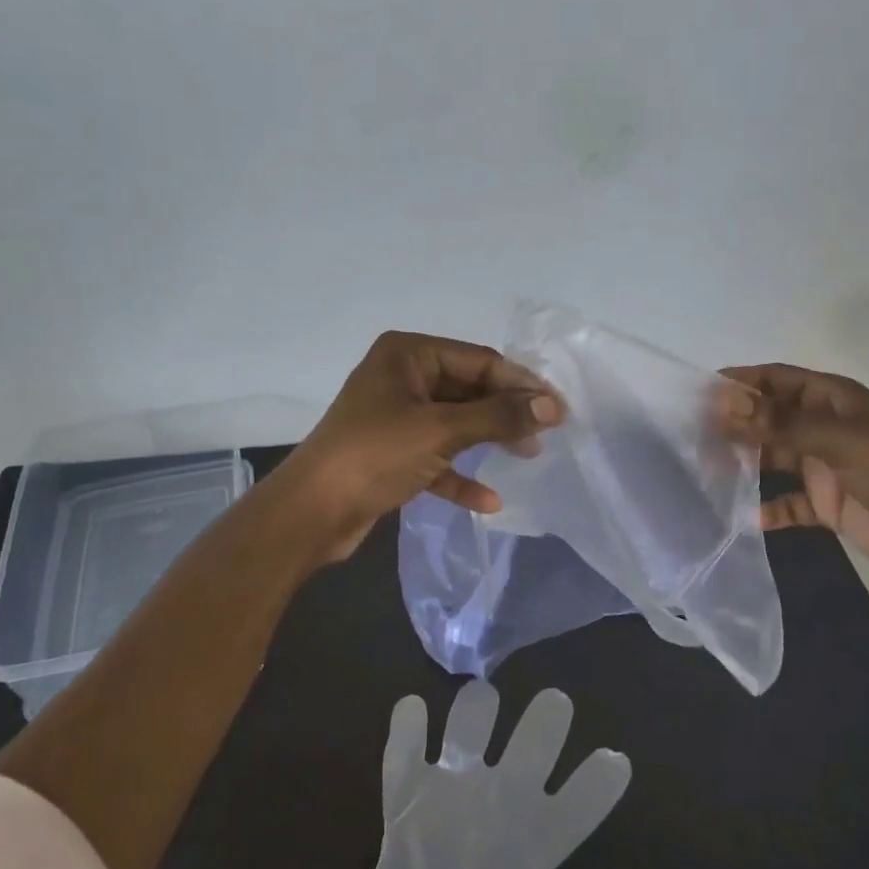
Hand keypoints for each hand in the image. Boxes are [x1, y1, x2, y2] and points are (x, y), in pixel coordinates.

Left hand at [276, 331, 563, 561]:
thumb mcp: (441, 431)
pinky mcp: (392, 453)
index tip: (558, 408)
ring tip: (528, 457)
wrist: (310, 514)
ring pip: (455, 423)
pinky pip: (437, 456)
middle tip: (547, 433)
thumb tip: (553, 407)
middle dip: (506, 412)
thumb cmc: (375, 455)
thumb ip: (500, 417)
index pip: (478, 360)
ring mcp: (395, 416)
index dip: (520, 384)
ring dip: (489, 440)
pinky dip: (460, 475)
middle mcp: (402, 377)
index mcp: (407, 354)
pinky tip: (489, 502)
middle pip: (469, 390)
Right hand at [717, 363, 868, 589]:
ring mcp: (824, 467)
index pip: (776, 379)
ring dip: (745, 464)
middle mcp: (823, 427)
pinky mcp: (827, 504)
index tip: (697, 393)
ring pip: (773, 459)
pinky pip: (788, 502)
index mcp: (831, 400)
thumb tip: (725, 403)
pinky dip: (769, 509)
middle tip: (691, 435)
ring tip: (706, 472)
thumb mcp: (838, 441)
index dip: (740, 382)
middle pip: (769, 418)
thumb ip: (781, 423)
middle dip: (734, 424)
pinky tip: (747, 517)